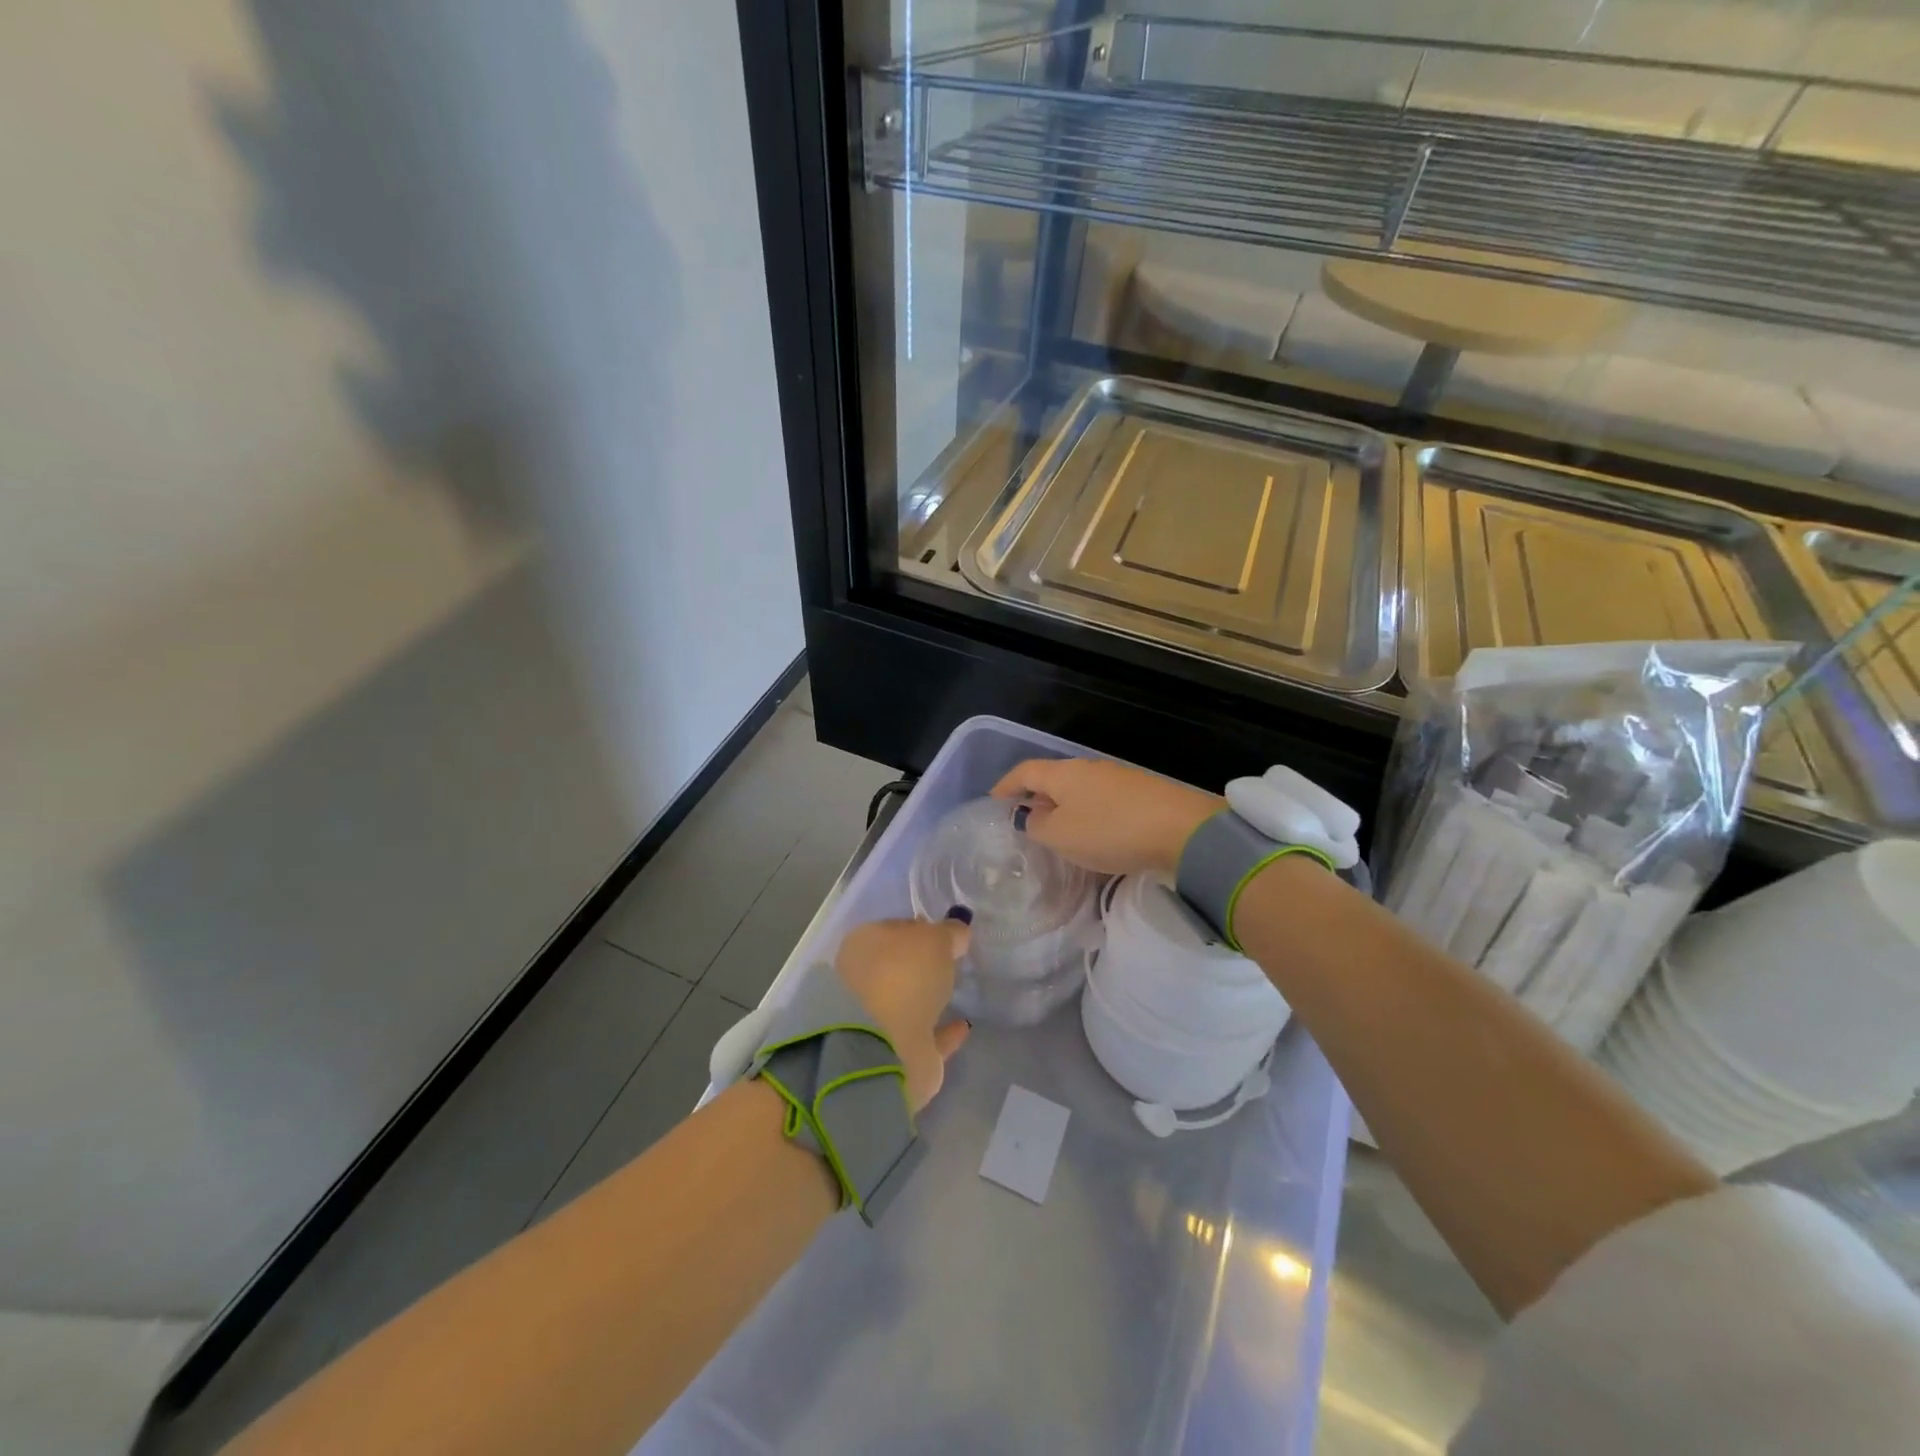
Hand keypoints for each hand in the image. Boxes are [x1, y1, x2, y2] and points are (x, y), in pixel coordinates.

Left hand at [834, 918, 972, 1112]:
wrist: (885, 1048)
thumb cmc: (904, 975)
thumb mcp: (935, 939)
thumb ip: (949, 932)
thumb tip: (957, 932)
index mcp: (862, 946)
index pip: (893, 929)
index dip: (919, 928)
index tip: (944, 933)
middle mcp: (862, 981)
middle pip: (897, 967)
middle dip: (920, 965)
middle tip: (951, 961)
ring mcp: (874, 1020)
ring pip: (906, 1002)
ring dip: (928, 998)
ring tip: (957, 992)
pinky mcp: (893, 1054)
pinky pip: (923, 1036)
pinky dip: (942, 1032)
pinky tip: (963, 1025)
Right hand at [990, 757, 1222, 877]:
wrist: (1183, 831)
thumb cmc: (1110, 831)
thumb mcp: (1061, 835)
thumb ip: (1037, 825)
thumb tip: (1030, 815)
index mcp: (1063, 773)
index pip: (1024, 771)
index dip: (1005, 786)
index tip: (993, 802)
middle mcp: (1089, 769)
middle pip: (1053, 779)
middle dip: (1035, 798)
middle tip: (1024, 823)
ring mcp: (1118, 780)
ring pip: (1079, 792)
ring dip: (1064, 810)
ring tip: (1057, 835)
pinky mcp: (1142, 796)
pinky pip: (1102, 803)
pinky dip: (1088, 817)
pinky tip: (1093, 838)